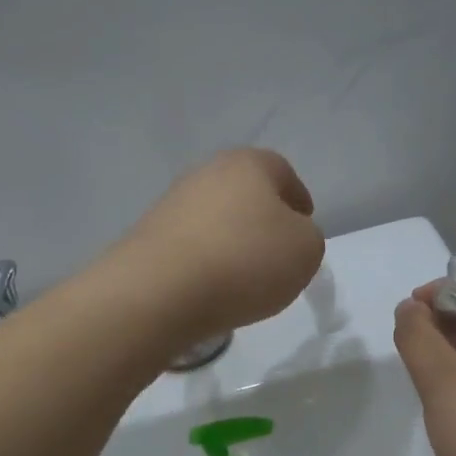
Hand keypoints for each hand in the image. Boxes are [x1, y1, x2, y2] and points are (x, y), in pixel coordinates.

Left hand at [110, 149, 324, 346]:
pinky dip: (204, 262)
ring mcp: (171, 203)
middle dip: (261, 220)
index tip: (304, 227)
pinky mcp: (148, 237)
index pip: (282, 172)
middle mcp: (206, 173)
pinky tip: (210, 288)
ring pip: (215, 220)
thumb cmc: (245, 261)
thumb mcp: (306, 250)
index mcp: (248, 164)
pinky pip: (190, 247)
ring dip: (230, 242)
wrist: (160, 291)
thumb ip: (306, 237)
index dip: (297, 199)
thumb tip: (285, 237)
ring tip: (242, 279)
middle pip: (244, 194)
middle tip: (275, 255)